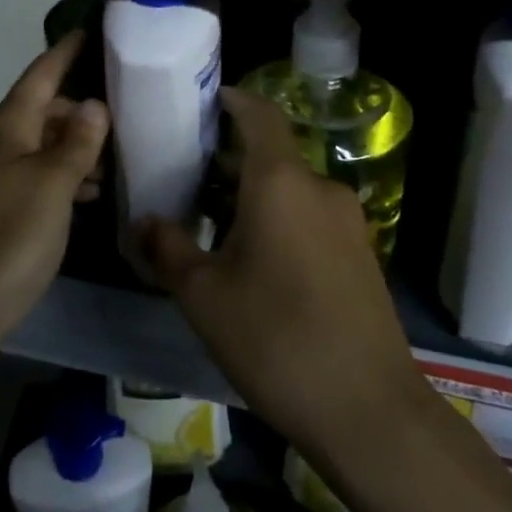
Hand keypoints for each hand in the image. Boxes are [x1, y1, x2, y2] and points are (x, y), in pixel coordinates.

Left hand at [0, 33, 108, 357]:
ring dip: (77, 143)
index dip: (65, 52)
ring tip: (118, 153)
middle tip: (125, 106)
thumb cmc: (10, 235)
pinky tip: (92, 191)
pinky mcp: (3, 206)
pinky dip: (67, 175)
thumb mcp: (53, 184)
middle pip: (44, 108)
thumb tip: (95, 104)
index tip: (90, 30)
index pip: (41, 75)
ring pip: (44, 143)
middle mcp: (0, 143)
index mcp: (9, 126)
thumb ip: (77, 143)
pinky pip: (40, 174)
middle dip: (80, 105)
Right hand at [133, 87, 436, 467]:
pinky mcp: (360, 253)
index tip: (203, 101)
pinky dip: (279, 217)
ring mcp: (347, 221)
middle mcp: (319, 188)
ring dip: (253, 193)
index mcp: (281, 182)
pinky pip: (311, 216)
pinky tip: (254, 258)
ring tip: (211, 221)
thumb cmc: (276, 340)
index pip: (260, 114)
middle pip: (271, 153)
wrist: (370, 411)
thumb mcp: (204, 296)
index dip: (233, 99)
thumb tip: (142, 223)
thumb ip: (168, 249)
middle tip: (186, 175)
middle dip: (229, 158)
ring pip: (291, 188)